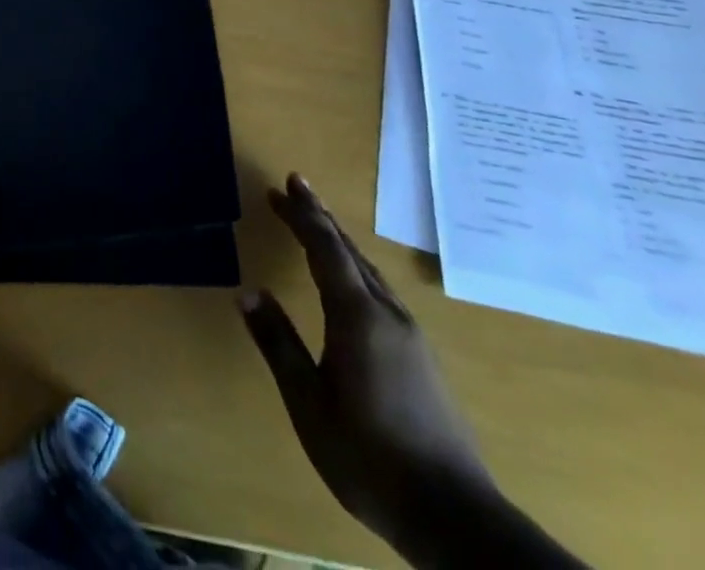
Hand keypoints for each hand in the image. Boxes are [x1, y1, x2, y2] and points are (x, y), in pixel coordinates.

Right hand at [241, 175, 497, 553]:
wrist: (456, 519)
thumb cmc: (370, 457)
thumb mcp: (309, 403)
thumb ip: (278, 344)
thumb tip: (248, 292)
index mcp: (357, 316)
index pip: (325, 249)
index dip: (303, 215)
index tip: (283, 185)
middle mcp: (387, 314)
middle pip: (349, 251)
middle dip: (319, 217)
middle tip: (295, 186)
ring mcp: (410, 336)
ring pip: (368, 270)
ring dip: (338, 241)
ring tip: (317, 223)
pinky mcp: (421, 357)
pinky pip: (380, 290)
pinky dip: (354, 267)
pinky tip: (351, 279)